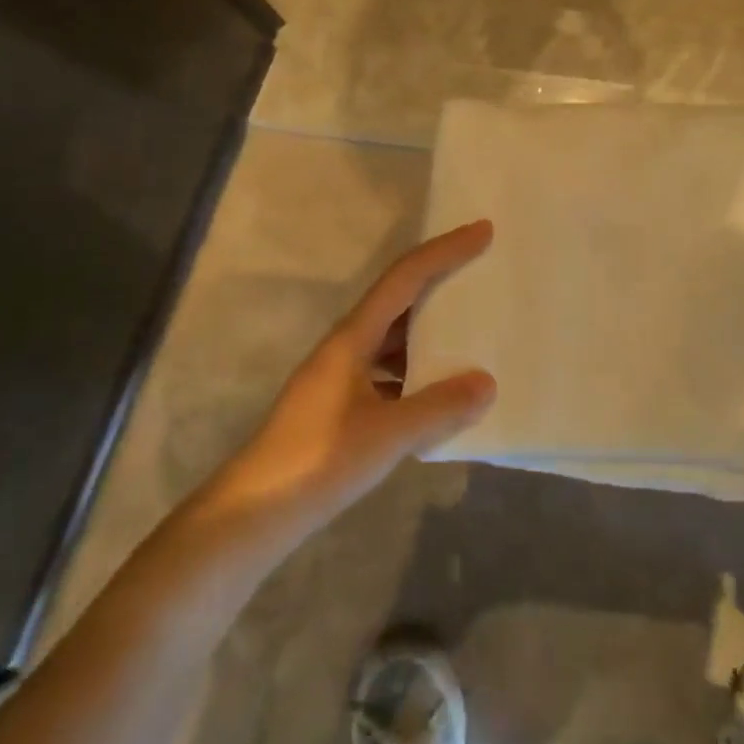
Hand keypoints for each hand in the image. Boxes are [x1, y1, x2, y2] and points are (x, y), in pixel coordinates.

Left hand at [199, 221, 497, 528]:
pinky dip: (417, 370)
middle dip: (440, 283)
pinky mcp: (340, 404)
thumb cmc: (319, 460)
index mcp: (353, 337)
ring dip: (430, 330)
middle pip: (400, 300)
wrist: (255, 512)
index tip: (482, 231)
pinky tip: (440, 390)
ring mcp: (340, 376)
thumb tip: (487, 382)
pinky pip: (389, 370)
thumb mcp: (388, 434)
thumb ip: (440, 406)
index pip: (405, 278)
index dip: (445, 251)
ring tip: (472, 331)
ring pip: (394, 338)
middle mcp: (346, 346)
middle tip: (483, 274)